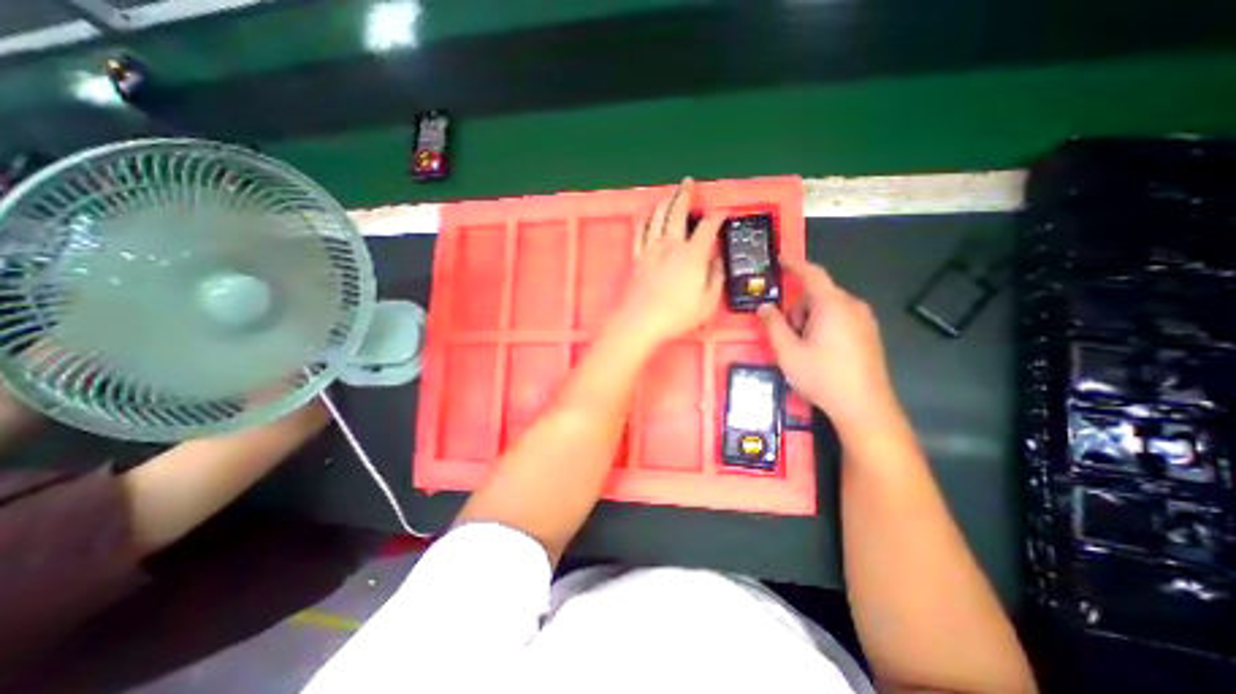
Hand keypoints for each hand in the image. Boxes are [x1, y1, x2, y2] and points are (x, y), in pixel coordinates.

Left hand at [607, 177, 726, 348]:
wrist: (641, 322)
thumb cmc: (677, 316)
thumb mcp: (708, 302)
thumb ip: (716, 278)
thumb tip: (717, 260)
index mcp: (692, 255)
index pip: (708, 227)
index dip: (717, 216)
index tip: (723, 213)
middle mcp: (671, 245)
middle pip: (677, 212)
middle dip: (685, 195)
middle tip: (688, 183)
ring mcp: (651, 250)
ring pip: (657, 217)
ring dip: (665, 201)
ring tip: (670, 194)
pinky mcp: (637, 257)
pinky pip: (639, 231)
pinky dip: (644, 218)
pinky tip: (647, 213)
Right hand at [753, 260, 899, 431]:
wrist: (864, 407)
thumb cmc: (822, 376)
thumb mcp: (787, 351)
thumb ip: (773, 325)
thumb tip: (764, 306)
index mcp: (832, 305)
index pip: (812, 273)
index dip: (794, 264)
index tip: (780, 259)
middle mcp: (852, 306)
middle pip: (818, 294)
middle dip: (797, 306)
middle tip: (786, 332)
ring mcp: (865, 320)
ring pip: (829, 307)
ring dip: (810, 318)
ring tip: (803, 347)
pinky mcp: (869, 334)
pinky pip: (841, 318)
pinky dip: (824, 325)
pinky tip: (820, 352)